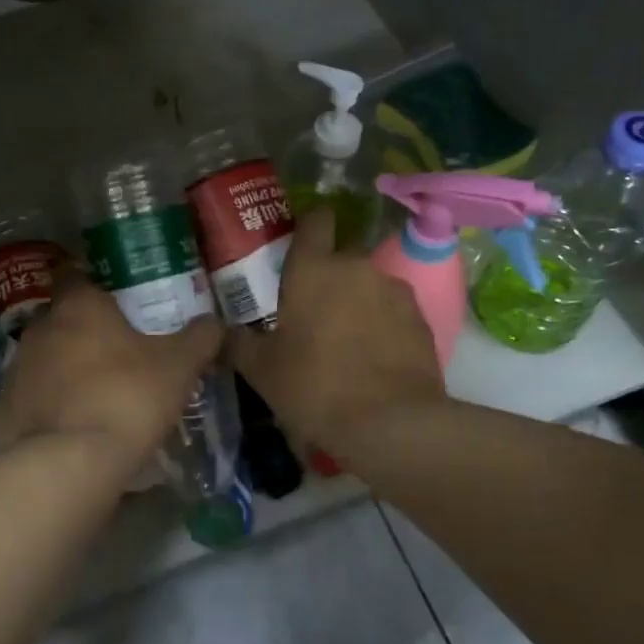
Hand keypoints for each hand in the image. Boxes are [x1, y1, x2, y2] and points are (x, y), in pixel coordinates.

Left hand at [0, 269, 221, 470]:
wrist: (67, 465)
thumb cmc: (127, 398)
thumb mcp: (178, 367)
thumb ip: (199, 338)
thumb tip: (215, 322)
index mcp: (78, 306)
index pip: (76, 275)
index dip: (94, 284)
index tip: (115, 300)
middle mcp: (40, 328)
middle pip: (61, 319)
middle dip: (84, 332)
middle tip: (115, 352)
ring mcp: (16, 369)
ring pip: (44, 359)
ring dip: (64, 370)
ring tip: (95, 394)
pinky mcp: (3, 409)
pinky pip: (31, 398)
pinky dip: (49, 406)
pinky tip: (71, 427)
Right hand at [230, 208, 444, 457]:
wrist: (391, 423)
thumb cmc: (314, 386)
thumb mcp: (261, 370)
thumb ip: (239, 342)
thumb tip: (222, 331)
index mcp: (312, 269)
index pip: (315, 220)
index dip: (310, 224)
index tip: (303, 239)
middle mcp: (356, 266)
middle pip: (342, 255)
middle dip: (330, 274)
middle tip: (315, 308)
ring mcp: (393, 290)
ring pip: (370, 284)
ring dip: (358, 301)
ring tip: (348, 339)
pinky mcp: (421, 318)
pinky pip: (394, 310)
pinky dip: (384, 324)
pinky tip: (375, 356)